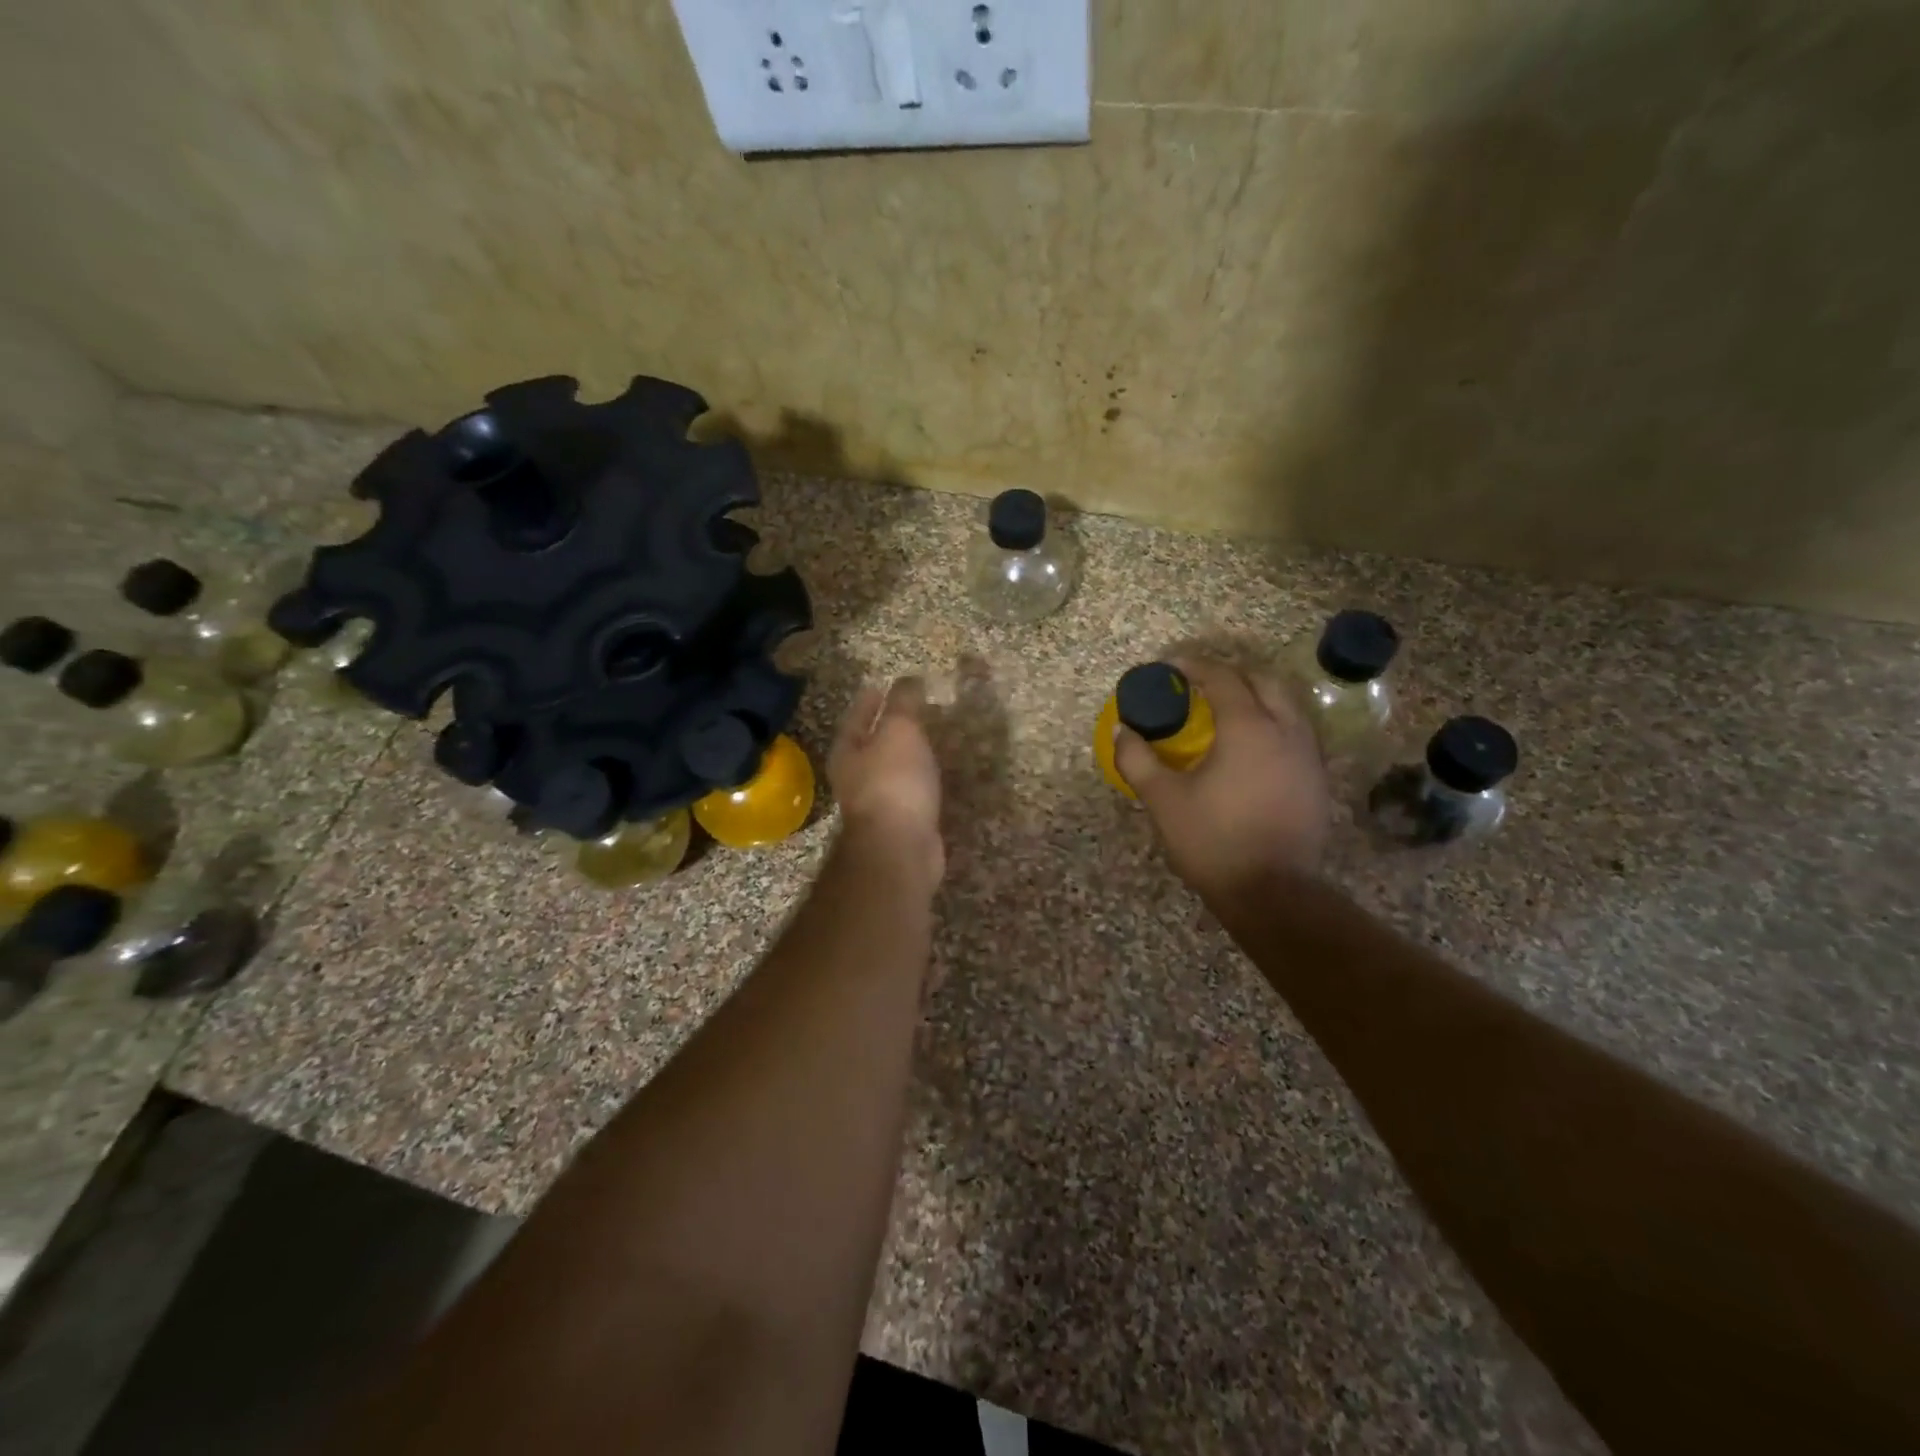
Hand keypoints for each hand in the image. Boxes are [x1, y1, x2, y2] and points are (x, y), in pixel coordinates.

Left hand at [829, 677, 944, 890]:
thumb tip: (908, 679)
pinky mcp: (900, 823)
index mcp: (847, 752)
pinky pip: (910, 792)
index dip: (869, 701)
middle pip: (869, 745)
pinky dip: (921, 779)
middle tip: (911, 710)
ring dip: (907, 754)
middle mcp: (855, 778)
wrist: (901, 847)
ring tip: (928, 739)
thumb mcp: (900, 731)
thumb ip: (904, 704)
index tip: (881, 686)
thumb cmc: (893, 781)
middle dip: (886, 728)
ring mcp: (876, 803)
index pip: (856, 717)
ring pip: (891, 769)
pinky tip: (936, 774)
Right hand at [1114, 657, 1329, 898]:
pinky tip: (1252, 745)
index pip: (1222, 678)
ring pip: (1286, 704)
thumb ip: (1138, 759)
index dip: (1194, 666)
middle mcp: (1285, 730)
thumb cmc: (1213, 841)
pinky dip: (1272, 721)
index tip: (1170, 666)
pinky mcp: (1317, 778)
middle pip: (1263, 680)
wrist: (1273, 892)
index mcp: (1248, 728)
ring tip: (1226, 709)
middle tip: (1200, 684)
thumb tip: (1124, 731)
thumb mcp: (1163, 800)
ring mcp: (1308, 754)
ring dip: (1256, 695)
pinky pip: (1296, 731)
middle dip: (1231, 673)